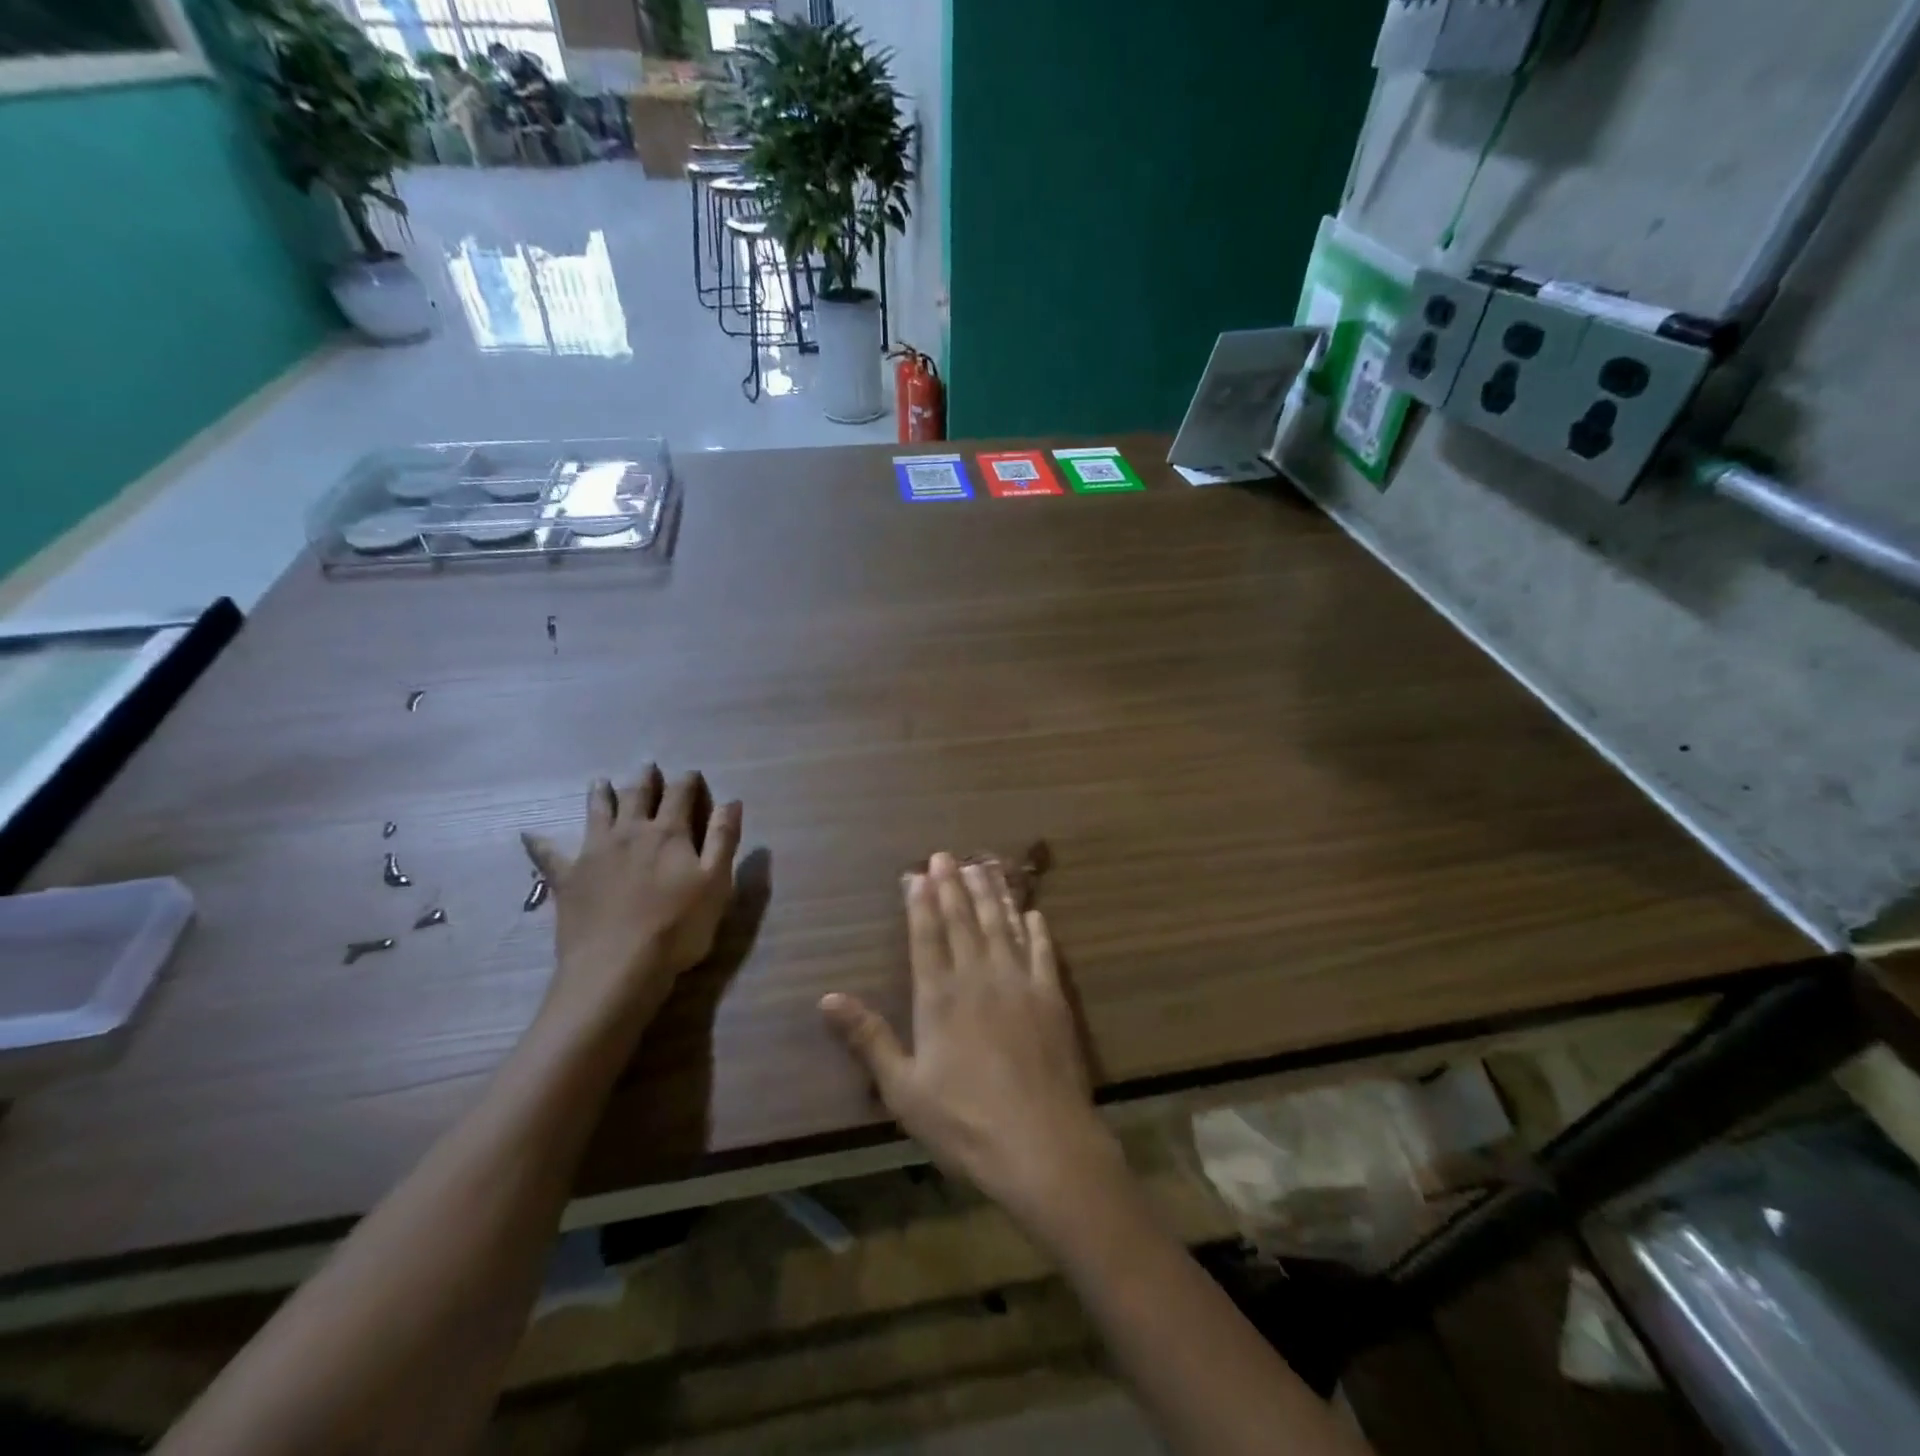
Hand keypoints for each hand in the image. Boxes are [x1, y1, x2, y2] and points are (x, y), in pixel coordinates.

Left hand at [522, 767, 741, 1031]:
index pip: (680, 794)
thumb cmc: (678, 927)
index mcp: (669, 833)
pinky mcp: (567, 878)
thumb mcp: (716, 883)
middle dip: (646, 779)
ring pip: (597, 813)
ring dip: (600, 795)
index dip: (688, 780)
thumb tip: (731, 801)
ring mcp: (594, 853)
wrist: (618, 967)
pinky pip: (549, 855)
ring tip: (600, 782)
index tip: (692, 774)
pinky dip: (539, 843)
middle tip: (648, 766)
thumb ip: (723, 839)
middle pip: (637, 796)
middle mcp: (630, 832)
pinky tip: (529, 835)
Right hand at [820, 852, 1123, 1236]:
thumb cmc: (965, 1121)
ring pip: (1002, 926)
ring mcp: (1019, 983)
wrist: (1042, 1144)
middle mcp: (979, 977)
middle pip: (963, 921)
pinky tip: (1033, 913)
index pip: (926, 935)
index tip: (917, 873)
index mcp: (940, 996)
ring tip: (982, 867)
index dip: (920, 902)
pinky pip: (1043, 952)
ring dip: (990, 895)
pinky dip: (1036, 929)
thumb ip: (868, 1038)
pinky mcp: (1052, 998)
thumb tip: (826, 998)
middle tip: (946, 855)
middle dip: (952, 885)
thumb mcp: (903, 1088)